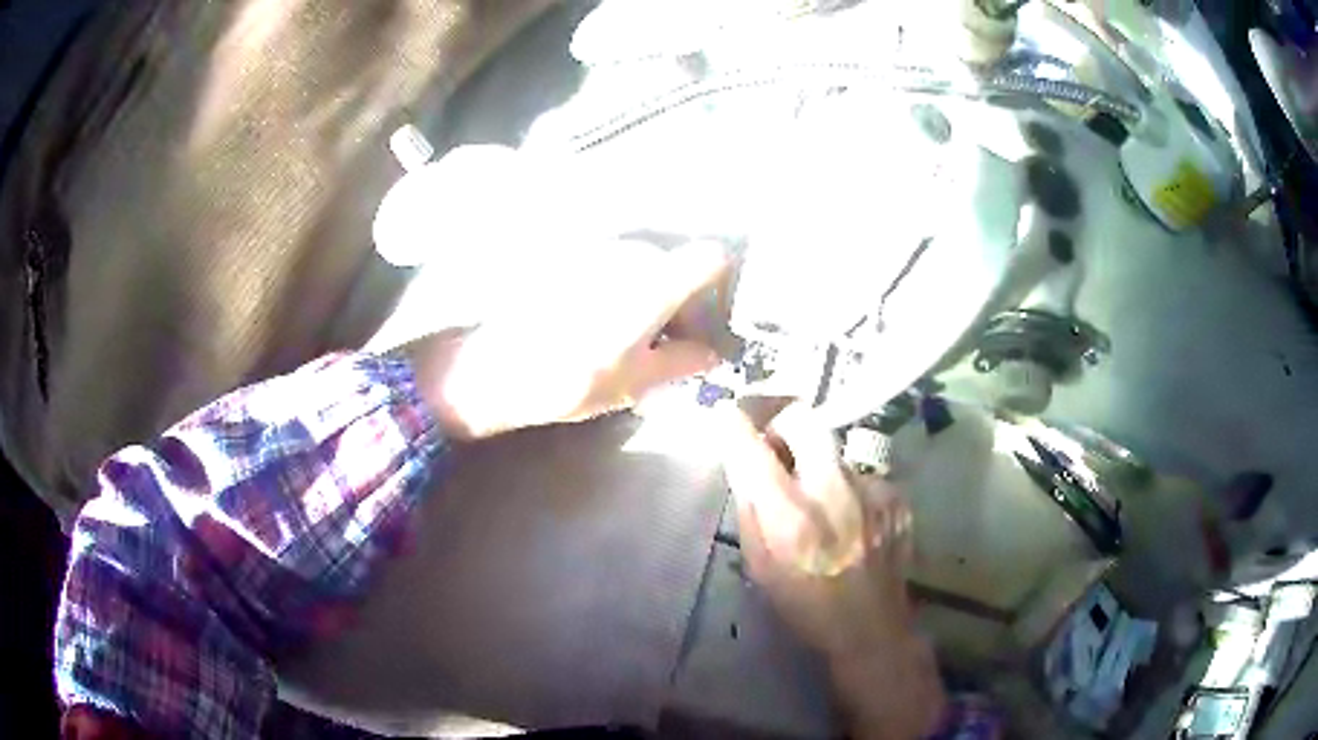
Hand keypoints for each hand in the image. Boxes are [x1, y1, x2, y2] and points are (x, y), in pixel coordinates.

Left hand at [405, 240, 729, 439]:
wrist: (493, 368)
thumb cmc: (570, 379)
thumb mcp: (637, 381)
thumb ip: (684, 362)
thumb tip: (712, 354)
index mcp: (653, 281)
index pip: (712, 258)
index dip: (722, 285)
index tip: (714, 318)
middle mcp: (629, 253)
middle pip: (678, 263)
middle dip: (684, 298)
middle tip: (672, 341)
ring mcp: (596, 250)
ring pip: (644, 264)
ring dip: (651, 294)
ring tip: (633, 339)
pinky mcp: (569, 257)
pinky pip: (613, 266)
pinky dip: (620, 289)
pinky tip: (600, 325)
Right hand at [718, 404, 945, 739]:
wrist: (870, 626)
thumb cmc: (804, 604)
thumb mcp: (759, 565)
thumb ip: (749, 508)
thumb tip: (744, 462)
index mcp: (790, 513)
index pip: (752, 444)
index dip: (735, 422)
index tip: (728, 414)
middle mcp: (833, 488)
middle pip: (804, 419)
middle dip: (782, 421)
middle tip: (775, 444)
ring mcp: (871, 488)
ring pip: (834, 451)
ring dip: (817, 465)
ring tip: (819, 504)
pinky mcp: (895, 495)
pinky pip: (860, 475)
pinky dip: (847, 488)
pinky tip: (848, 521)